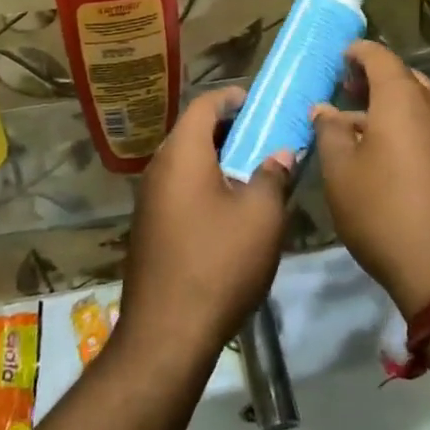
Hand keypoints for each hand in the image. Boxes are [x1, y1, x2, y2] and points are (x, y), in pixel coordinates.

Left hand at [116, 88, 292, 367]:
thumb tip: (281, 154)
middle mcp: (158, 168)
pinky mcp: (149, 228)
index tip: (258, 101)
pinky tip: (230, 209)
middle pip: (192, 131)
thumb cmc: (219, 263)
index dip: (231, 97)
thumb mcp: (261, 216)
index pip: (204, 105)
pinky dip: (204, 184)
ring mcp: (149, 200)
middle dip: (227, 129)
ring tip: (253, 171)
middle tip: (263, 136)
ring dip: (217, 159)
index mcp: (182, 154)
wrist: (167, 333)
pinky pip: (178, 189)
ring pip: (185, 163)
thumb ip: (273, 175)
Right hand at [312, 42, 429, 317]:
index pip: (379, 56)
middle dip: (375, 80)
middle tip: (348, 92)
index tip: (338, 59)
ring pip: (422, 104)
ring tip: (364, 126)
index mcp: (403, 97)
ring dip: (394, 106)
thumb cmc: (384, 212)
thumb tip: (325, 110)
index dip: (356, 53)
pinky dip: (412, 128)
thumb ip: (330, 132)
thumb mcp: (341, 172)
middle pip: (404, 77)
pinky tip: (392, 155)